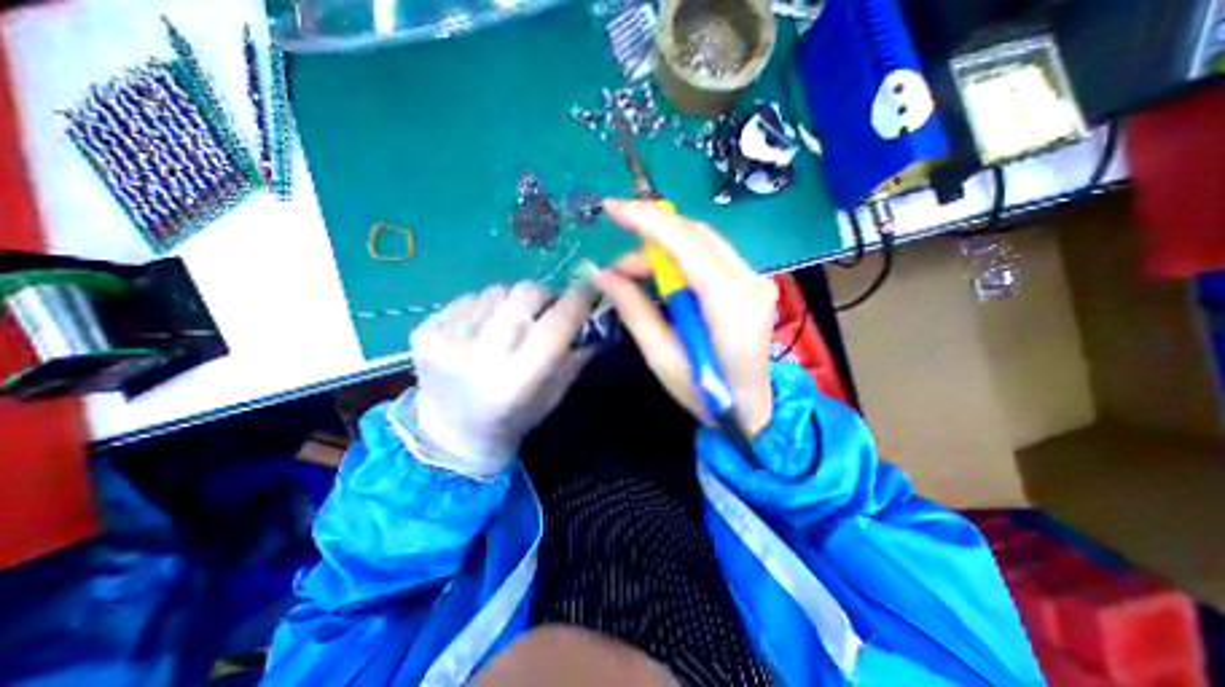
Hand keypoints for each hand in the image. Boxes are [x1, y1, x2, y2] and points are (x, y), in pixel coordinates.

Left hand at [406, 278, 596, 476]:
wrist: (448, 432)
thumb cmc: (512, 419)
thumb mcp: (554, 395)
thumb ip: (577, 355)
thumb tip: (598, 314)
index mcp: (515, 381)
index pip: (554, 325)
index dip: (577, 300)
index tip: (590, 286)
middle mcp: (478, 356)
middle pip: (525, 295)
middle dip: (546, 295)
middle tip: (550, 306)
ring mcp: (445, 339)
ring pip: (499, 290)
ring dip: (515, 301)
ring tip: (512, 324)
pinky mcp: (425, 328)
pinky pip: (472, 297)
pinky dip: (488, 306)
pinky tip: (484, 329)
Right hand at [592, 199, 772, 437]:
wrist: (752, 410)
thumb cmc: (706, 394)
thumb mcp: (662, 358)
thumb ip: (634, 310)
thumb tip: (603, 274)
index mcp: (730, 304)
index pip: (686, 244)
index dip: (646, 220)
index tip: (611, 209)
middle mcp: (750, 281)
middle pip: (696, 235)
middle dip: (650, 237)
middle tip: (618, 265)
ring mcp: (756, 280)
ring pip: (703, 241)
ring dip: (664, 248)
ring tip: (634, 274)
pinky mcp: (752, 284)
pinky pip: (710, 255)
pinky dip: (681, 256)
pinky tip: (661, 274)